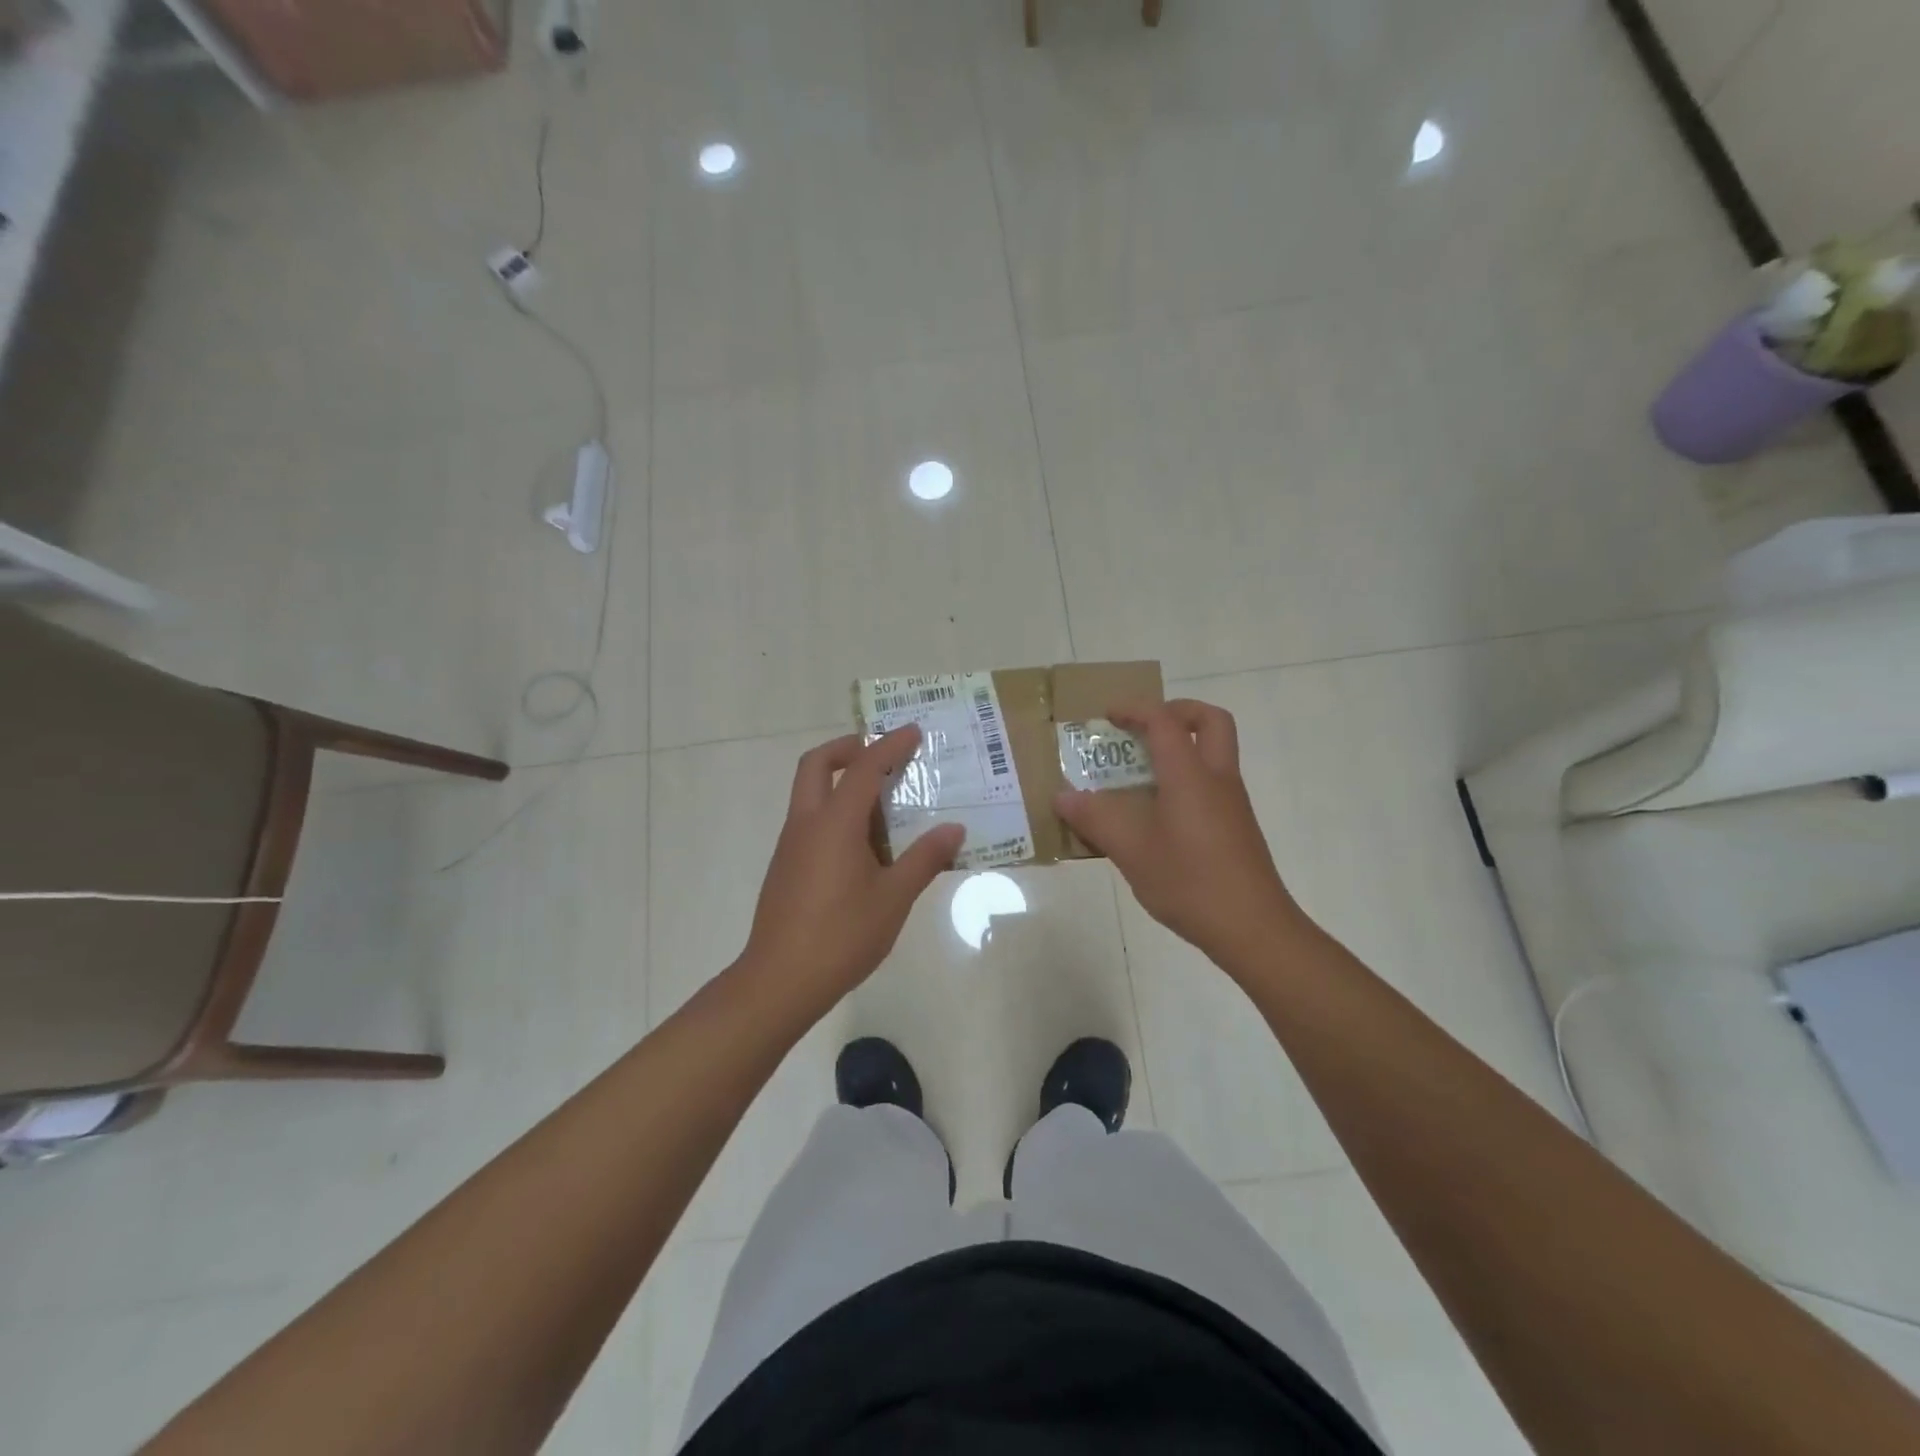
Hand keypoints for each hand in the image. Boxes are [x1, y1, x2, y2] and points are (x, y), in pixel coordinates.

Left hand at [738, 725, 965, 1017]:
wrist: (779, 981)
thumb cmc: (841, 936)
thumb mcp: (893, 898)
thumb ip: (924, 859)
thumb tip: (954, 830)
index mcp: (834, 824)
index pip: (863, 768)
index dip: (890, 746)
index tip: (914, 732)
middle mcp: (806, 824)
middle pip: (816, 764)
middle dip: (847, 748)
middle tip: (881, 756)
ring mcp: (791, 845)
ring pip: (811, 793)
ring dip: (842, 783)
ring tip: (885, 806)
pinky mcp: (786, 867)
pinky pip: (811, 821)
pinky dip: (835, 813)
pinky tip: (865, 847)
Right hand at [1055, 699, 1303, 972]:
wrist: (1253, 929)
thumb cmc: (1190, 882)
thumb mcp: (1131, 851)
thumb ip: (1095, 819)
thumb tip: (1062, 797)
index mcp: (1190, 775)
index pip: (1164, 721)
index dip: (1135, 709)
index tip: (1107, 716)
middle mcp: (1217, 779)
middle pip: (1210, 721)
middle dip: (1176, 712)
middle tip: (1143, 729)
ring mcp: (1231, 804)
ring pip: (1213, 753)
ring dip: (1180, 748)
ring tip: (1137, 775)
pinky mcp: (1235, 828)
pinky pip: (1210, 784)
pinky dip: (1184, 780)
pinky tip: (1155, 816)